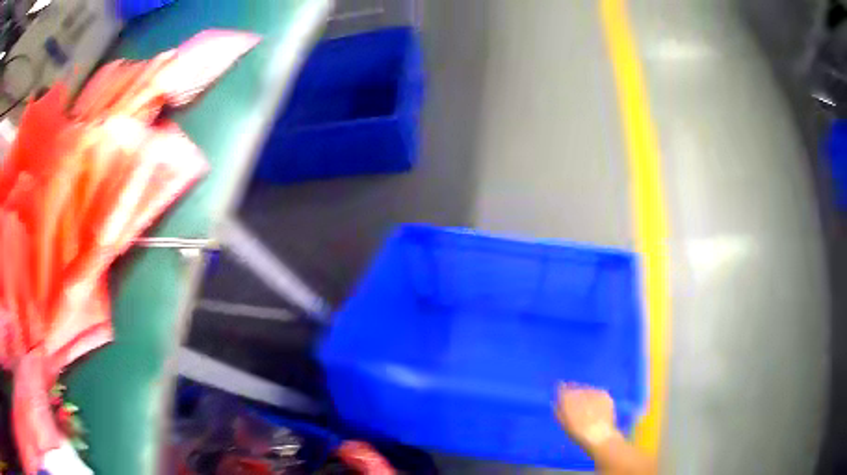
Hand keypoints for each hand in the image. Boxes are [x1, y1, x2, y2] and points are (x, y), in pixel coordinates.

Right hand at [555, 382, 619, 449]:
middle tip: (576, 405)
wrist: (599, 435)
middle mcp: (580, 390)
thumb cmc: (577, 433)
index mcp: (567, 397)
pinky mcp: (604, 393)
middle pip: (575, 387)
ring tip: (588, 409)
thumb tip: (556, 402)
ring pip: (587, 389)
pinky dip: (595, 398)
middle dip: (575, 394)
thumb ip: (559, 410)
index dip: (562, 391)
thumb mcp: (564, 424)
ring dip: (585, 395)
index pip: (562, 387)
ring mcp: (594, 391)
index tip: (562, 396)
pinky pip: (597, 393)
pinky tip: (597, 408)